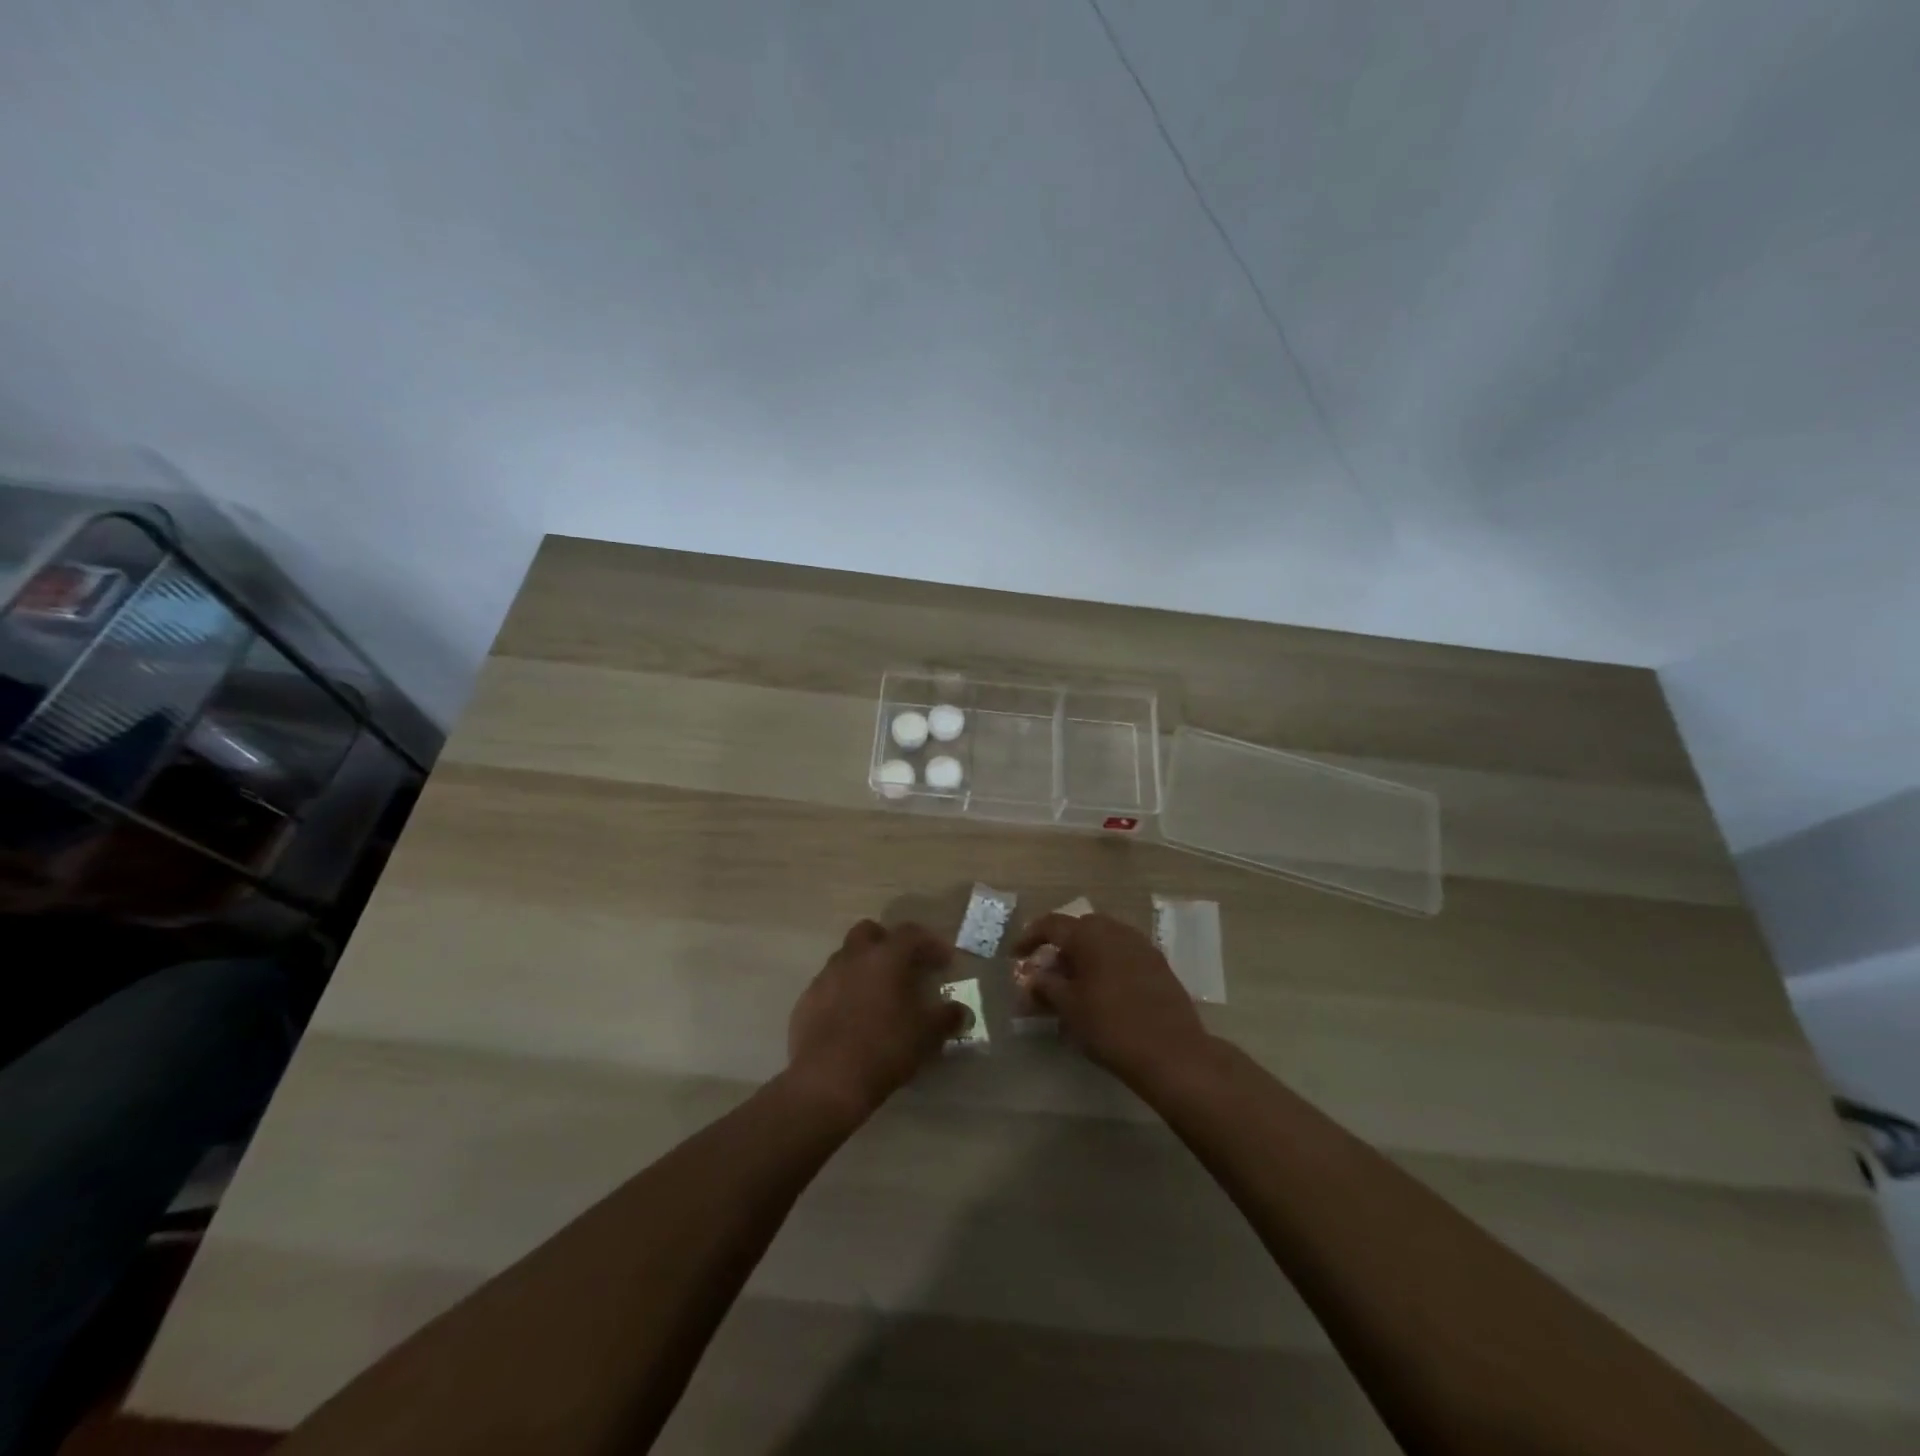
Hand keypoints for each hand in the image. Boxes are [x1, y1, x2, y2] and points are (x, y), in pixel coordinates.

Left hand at [787, 920, 964, 1119]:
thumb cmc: (885, 1048)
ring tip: (877, 997)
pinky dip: (843, 993)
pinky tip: (851, 1019)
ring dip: (863, 968)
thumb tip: (961, 1011)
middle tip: (903, 967)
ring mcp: (825, 977)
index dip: (930, 943)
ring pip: (846, 958)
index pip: (911, 933)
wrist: (827, 1081)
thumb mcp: (927, 1035)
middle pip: (869, 932)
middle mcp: (852, 957)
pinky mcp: (805, 1002)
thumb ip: (947, 1018)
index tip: (944, 962)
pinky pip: (829, 986)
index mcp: (885, 956)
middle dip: (887, 943)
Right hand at [1012, 912, 1211, 1086]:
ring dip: (1084, 957)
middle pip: (1079, 930)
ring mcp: (1141, 946)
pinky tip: (1103, 993)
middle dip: (1060, 948)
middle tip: (1047, 974)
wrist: (1172, 1053)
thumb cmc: (1110, 1026)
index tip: (1016, 955)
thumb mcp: (1068, 1007)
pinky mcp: (1158, 965)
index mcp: (1090, 934)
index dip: (1030, 938)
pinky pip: (1123, 955)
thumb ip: (1045, 987)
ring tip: (1074, 986)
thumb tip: (1032, 979)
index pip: (1051, 924)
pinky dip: (1106, 966)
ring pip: (1103, 942)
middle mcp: (1116, 930)